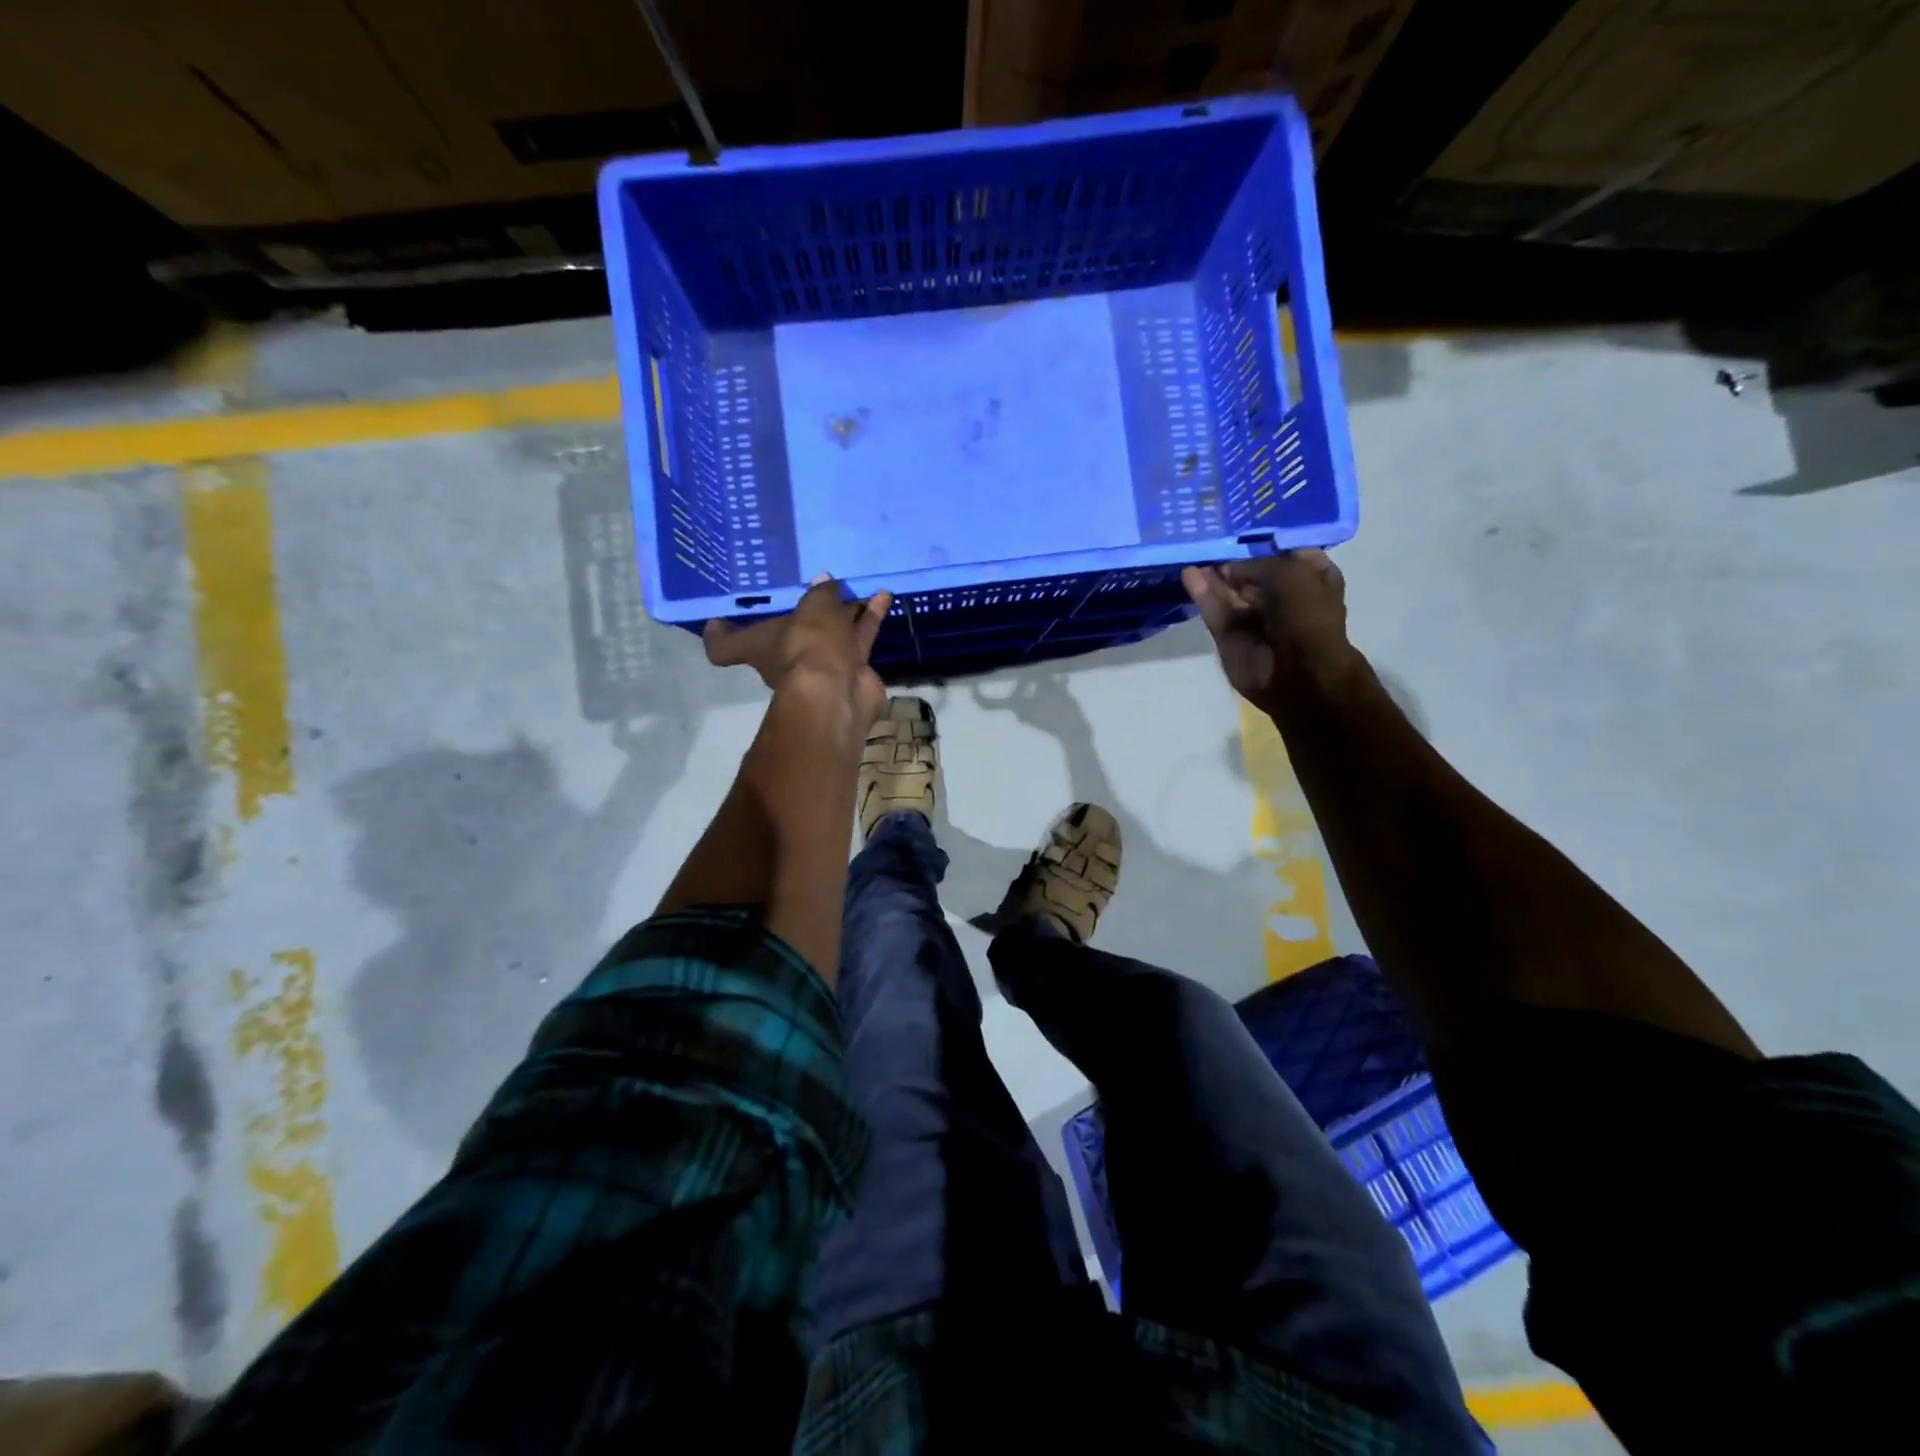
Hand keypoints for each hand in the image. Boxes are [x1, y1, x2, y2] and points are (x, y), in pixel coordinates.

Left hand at [703, 577, 892, 727]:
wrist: (839, 691)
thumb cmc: (808, 646)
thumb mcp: (812, 608)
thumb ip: (821, 593)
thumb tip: (825, 583)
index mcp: (759, 645)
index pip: (725, 646)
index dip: (720, 632)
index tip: (718, 618)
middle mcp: (787, 657)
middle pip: (795, 630)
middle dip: (811, 610)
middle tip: (824, 584)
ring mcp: (821, 666)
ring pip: (833, 633)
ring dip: (847, 611)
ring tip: (859, 587)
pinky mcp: (851, 670)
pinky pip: (859, 639)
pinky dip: (870, 619)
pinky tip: (882, 597)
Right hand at [1182, 550, 1353, 705]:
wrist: (1298, 673)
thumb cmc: (1307, 616)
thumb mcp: (1291, 573)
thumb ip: (1256, 564)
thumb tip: (1227, 569)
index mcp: (1312, 580)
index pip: (1287, 555)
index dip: (1267, 545)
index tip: (1245, 532)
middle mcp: (1283, 598)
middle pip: (1252, 574)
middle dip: (1233, 560)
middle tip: (1209, 542)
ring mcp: (1254, 619)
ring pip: (1229, 591)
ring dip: (1213, 575)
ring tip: (1193, 554)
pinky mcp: (1229, 636)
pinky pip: (1214, 610)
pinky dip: (1202, 593)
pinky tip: (1188, 573)